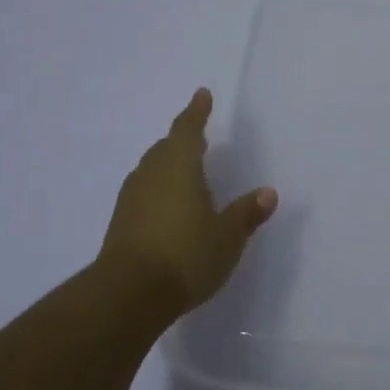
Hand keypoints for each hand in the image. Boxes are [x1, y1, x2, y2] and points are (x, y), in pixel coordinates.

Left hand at [98, 88, 276, 315]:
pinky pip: (144, 193)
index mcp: (179, 166)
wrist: (128, 295)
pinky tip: (169, 206)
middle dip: (182, 139)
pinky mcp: (121, 223)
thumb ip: (246, 213)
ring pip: (152, 169)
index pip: (188, 129)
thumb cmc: (185, 254)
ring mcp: (132, 199)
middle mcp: (152, 174)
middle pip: (166, 147)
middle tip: (198, 137)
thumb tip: (268, 193)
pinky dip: (159, 190)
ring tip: (186, 170)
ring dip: (168, 164)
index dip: (196, 112)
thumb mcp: (227, 236)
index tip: (202, 94)